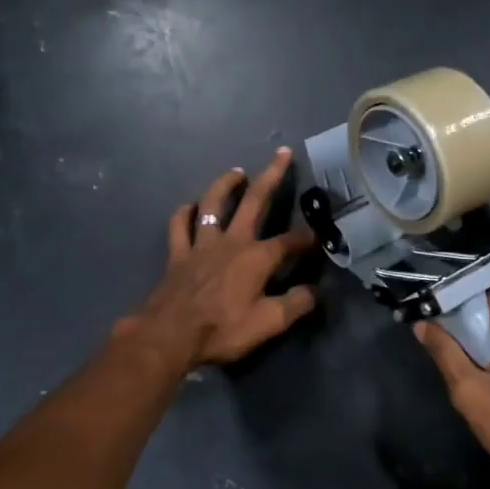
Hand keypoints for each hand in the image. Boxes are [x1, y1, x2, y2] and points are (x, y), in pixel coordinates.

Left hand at [119, 148, 318, 368]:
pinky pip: (180, 224)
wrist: (169, 335)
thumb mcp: (268, 324)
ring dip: (226, 184)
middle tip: (282, 153)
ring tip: (236, 172)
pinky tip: (191, 206)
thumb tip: (316, 291)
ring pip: (214, 203)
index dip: (307, 238)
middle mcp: (232, 241)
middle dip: (272, 175)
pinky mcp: (178, 253)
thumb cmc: (222, 329)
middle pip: (255, 200)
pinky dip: (185, 212)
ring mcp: (202, 244)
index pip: (290, 241)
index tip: (320, 237)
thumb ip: (295, 305)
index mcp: (257, 257)